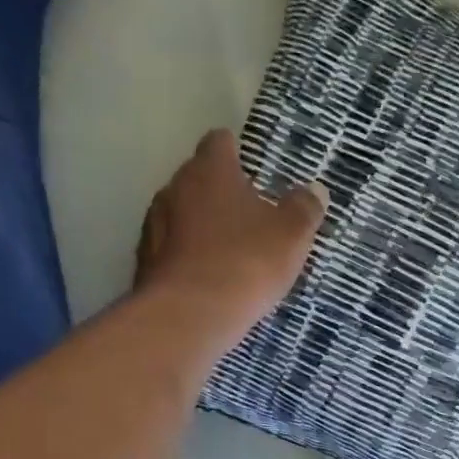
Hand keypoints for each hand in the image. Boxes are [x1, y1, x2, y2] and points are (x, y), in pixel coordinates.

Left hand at [135, 129, 327, 345]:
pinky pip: (172, 250)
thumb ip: (304, 209)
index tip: (255, 171)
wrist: (189, 316)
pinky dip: (188, 257)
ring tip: (229, 252)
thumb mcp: (291, 235)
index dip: (238, 152)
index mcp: (209, 171)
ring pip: (182, 215)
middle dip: (221, 193)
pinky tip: (208, 279)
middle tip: (250, 216)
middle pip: (199, 179)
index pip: (220, 142)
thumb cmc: (245, 262)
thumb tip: (314, 191)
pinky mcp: (144, 263)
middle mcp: (174, 188)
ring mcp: (153, 226)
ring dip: (202, 226)